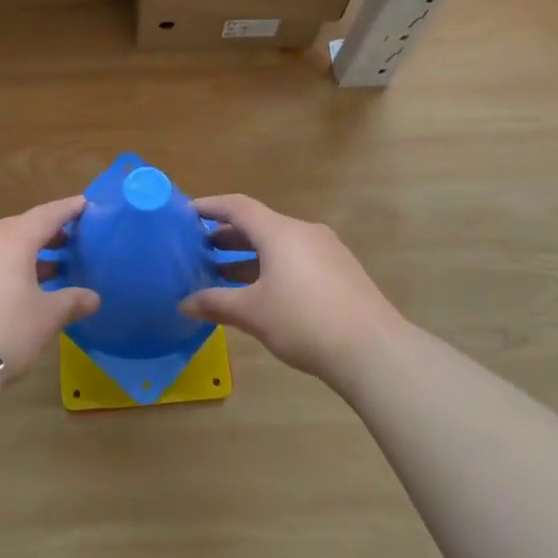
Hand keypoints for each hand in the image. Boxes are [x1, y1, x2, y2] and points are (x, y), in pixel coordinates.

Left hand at [0, 196, 98, 383]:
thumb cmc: (5, 328)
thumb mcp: (45, 317)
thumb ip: (71, 302)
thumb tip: (93, 298)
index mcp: (13, 238)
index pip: (47, 215)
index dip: (67, 210)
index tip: (84, 204)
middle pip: (21, 228)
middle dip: (46, 234)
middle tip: (69, 242)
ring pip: (0, 246)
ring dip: (24, 254)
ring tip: (48, 270)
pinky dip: (4, 267)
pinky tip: (16, 288)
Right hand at [182, 194, 406, 385]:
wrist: (373, 350)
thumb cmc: (304, 322)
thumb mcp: (253, 313)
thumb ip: (216, 303)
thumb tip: (184, 303)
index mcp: (280, 232)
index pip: (238, 207)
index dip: (210, 207)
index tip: (187, 213)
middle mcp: (304, 231)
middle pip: (259, 224)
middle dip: (227, 236)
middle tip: (200, 249)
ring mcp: (327, 250)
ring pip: (279, 243)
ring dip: (250, 255)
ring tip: (224, 274)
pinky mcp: (341, 270)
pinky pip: (297, 257)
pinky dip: (273, 266)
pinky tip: (263, 292)